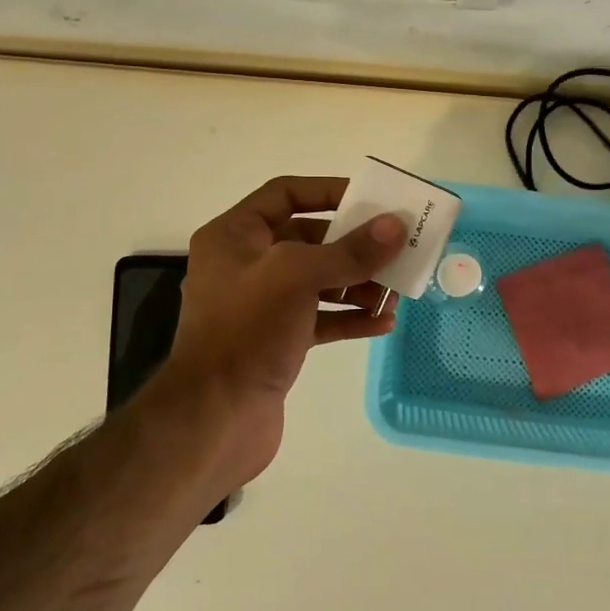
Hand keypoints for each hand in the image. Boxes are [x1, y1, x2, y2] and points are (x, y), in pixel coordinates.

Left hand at [163, 177, 404, 486]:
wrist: (213, 420)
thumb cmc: (247, 331)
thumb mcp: (298, 277)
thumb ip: (350, 251)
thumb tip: (396, 226)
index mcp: (234, 236)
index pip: (285, 194)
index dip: (328, 190)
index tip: (370, 198)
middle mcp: (245, 265)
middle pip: (308, 240)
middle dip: (352, 245)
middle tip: (395, 248)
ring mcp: (261, 306)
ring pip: (318, 282)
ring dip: (357, 284)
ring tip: (395, 292)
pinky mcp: (276, 342)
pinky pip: (320, 319)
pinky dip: (350, 318)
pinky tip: (384, 322)